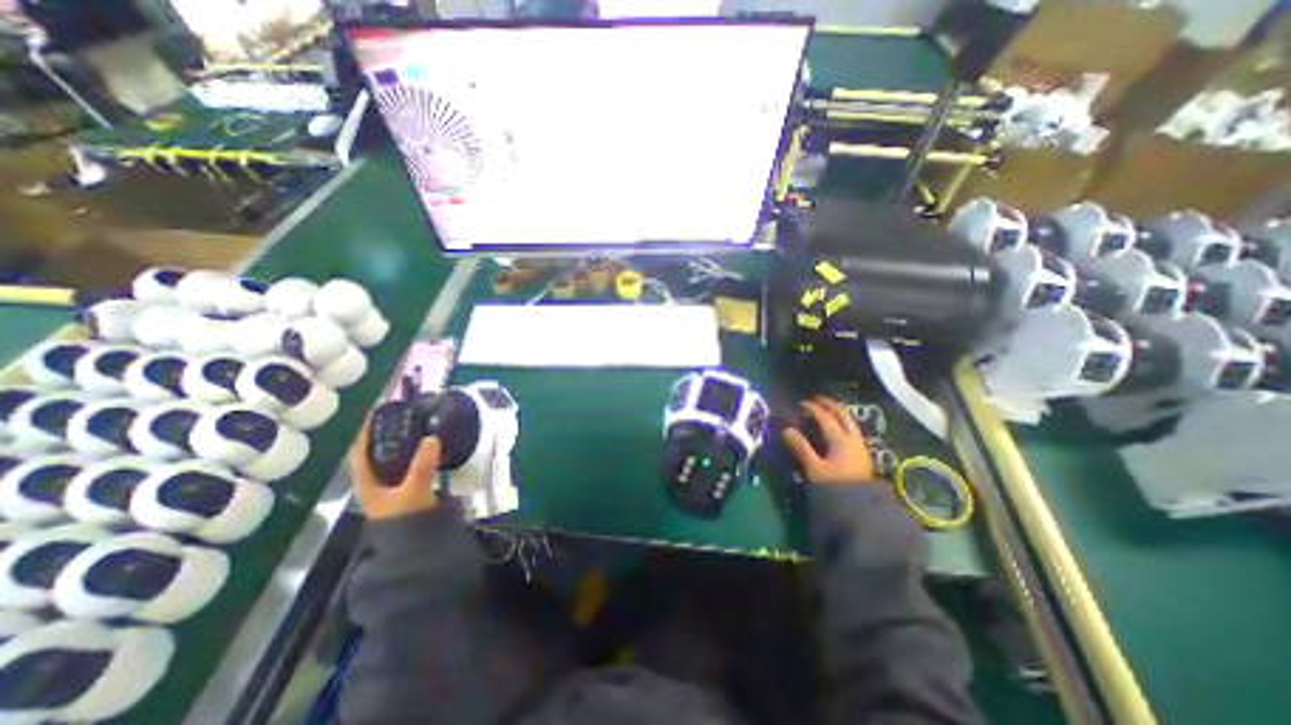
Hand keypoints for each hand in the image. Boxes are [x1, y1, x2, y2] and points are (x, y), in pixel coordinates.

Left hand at [351, 419, 441, 520]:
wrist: (415, 542)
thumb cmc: (405, 517)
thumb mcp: (413, 489)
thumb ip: (422, 464)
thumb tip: (432, 437)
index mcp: (367, 479)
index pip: (360, 449)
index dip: (366, 429)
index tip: (379, 410)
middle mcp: (375, 479)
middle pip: (376, 450)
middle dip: (387, 431)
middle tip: (404, 413)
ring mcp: (391, 484)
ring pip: (392, 456)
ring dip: (402, 441)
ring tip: (417, 424)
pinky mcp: (407, 486)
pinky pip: (408, 461)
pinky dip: (414, 451)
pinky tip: (427, 445)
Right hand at [777, 395, 877, 487]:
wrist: (861, 509)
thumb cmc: (835, 486)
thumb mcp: (814, 468)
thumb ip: (801, 447)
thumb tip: (786, 429)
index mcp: (840, 439)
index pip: (825, 417)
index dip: (813, 408)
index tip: (802, 403)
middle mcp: (852, 438)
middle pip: (843, 415)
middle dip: (830, 405)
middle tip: (817, 399)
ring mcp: (860, 446)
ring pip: (850, 422)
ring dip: (838, 413)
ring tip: (827, 411)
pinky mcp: (862, 455)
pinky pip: (852, 431)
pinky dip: (842, 423)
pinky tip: (837, 429)